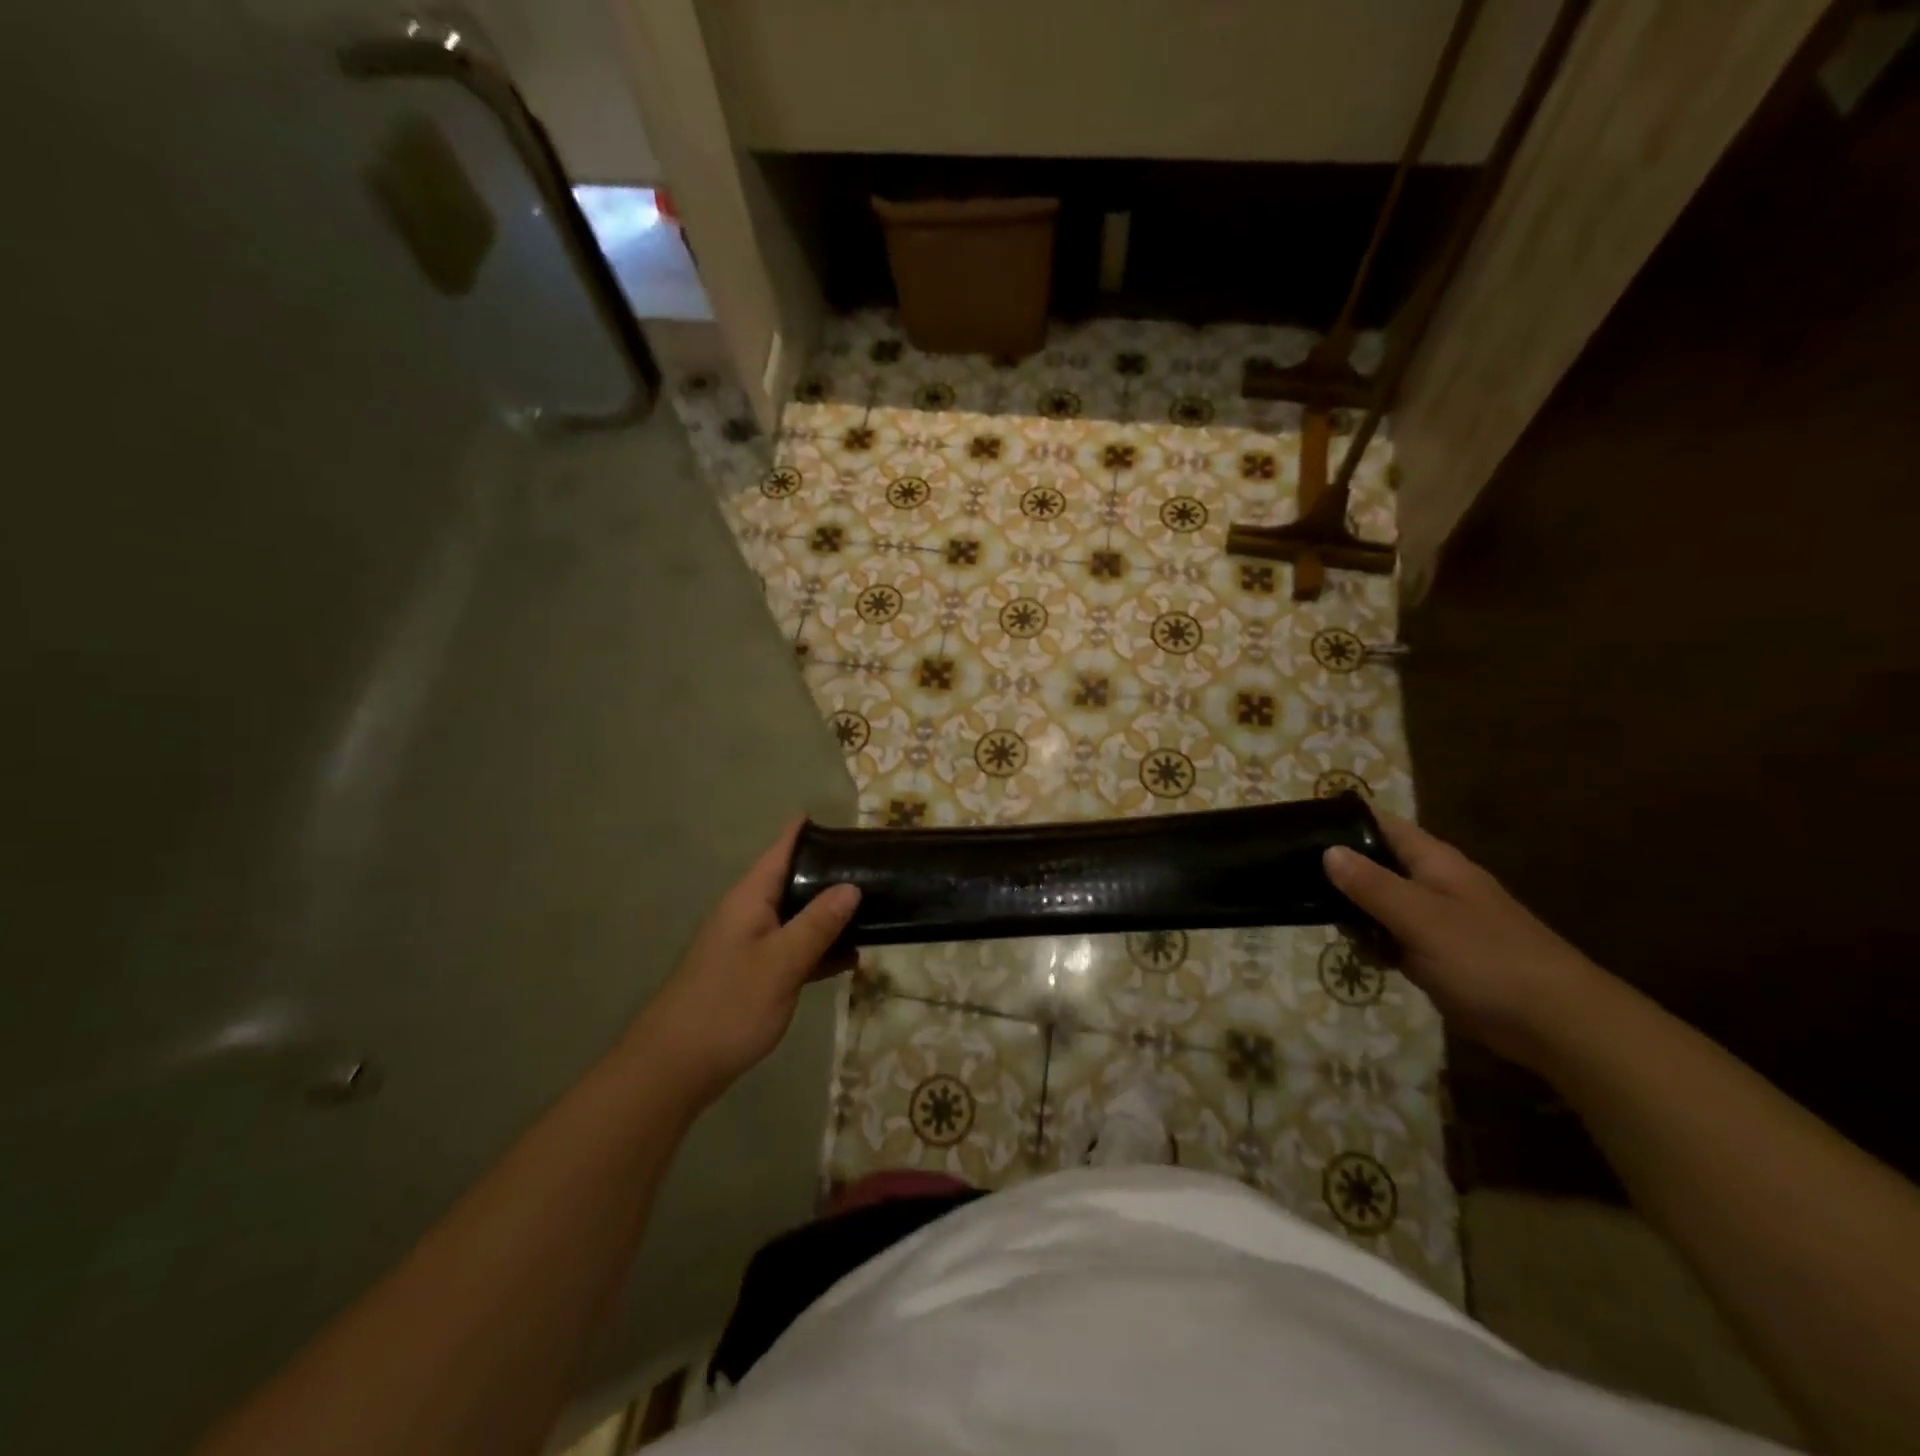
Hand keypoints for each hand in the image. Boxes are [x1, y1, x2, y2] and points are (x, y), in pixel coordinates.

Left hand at [633, 820, 859, 1103]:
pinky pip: (793, 949)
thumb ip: (818, 923)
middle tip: (875, 869)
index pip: (782, 849)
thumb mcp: (782, 962)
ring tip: (875, 910)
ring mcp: (750, 945)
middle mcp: (749, 913)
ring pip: (797, 917)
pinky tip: (850, 959)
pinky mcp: (753, 974)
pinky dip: (819, 949)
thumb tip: (851, 886)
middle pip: (793, 880)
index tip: (848, 824)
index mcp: (750, 898)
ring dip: (829, 915)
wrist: (675, 1067)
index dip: (810, 831)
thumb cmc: (729, 1005)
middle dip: (831, 874)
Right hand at [1323, 813, 1606, 1069]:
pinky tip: (1356, 953)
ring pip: (1382, 903)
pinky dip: (1375, 942)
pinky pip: (1396, 937)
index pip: (1383, 825)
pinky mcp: (1440, 955)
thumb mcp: (1420, 918)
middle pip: (1378, 864)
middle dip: (1340, 870)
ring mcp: (1439, 921)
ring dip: (1354, 910)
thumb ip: (1372, 885)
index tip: (1301, 826)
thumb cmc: (1487, 959)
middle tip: (1293, 877)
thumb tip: (1328, 850)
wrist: (1558, 1025)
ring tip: (1312, 914)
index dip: (1345, 821)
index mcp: (1435, 863)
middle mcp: (1435, 884)